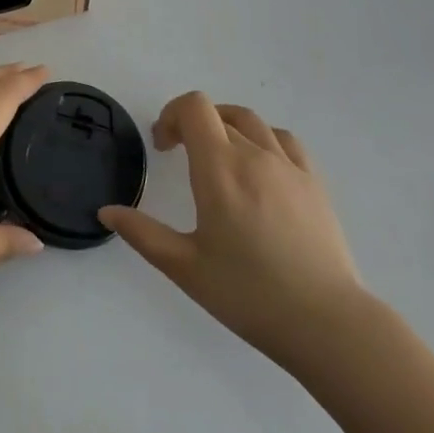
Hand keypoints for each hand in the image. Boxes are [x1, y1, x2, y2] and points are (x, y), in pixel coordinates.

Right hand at [100, 92, 365, 372]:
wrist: (327, 324)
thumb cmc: (248, 294)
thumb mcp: (185, 268)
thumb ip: (142, 233)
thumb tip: (106, 212)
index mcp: (220, 169)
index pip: (194, 108)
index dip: (172, 115)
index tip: (164, 147)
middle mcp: (254, 155)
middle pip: (219, 113)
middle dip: (193, 125)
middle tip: (182, 156)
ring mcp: (289, 166)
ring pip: (252, 122)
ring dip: (227, 127)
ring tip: (219, 157)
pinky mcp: (315, 183)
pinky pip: (285, 141)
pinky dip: (263, 140)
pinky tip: (260, 169)